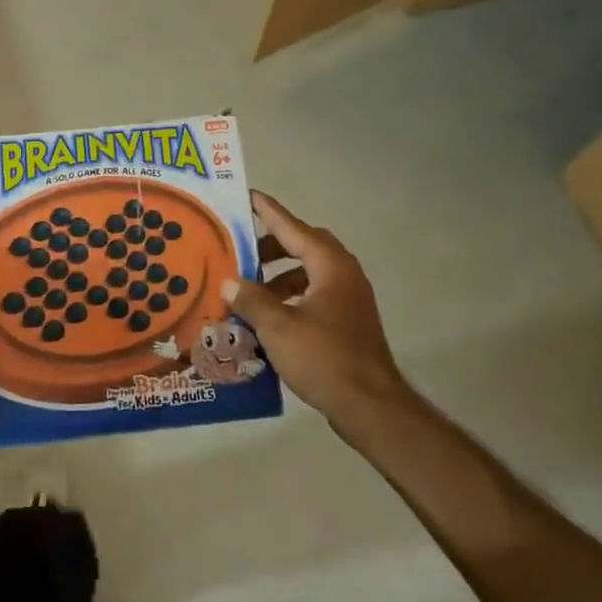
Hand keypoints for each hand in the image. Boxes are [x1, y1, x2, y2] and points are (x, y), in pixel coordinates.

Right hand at [223, 192, 416, 432]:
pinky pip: (315, 293)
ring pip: (309, 272)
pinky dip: (291, 295)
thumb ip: (251, 300)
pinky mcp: (348, 321)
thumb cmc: (324, 358)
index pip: (292, 227)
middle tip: (242, 252)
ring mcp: (349, 298)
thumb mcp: (278, 327)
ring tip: (250, 289)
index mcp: (329, 265)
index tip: (248, 195)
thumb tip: (229, 282)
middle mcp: (343, 274)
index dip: (268, 212)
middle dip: (272, 246)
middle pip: (304, 246)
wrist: (372, 407)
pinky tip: (270, 316)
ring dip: (280, 275)